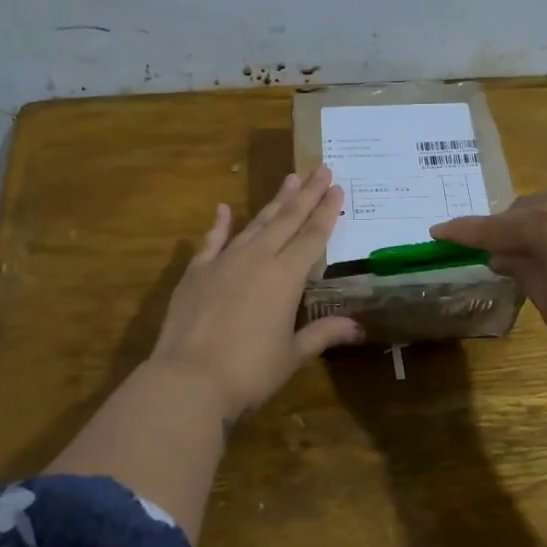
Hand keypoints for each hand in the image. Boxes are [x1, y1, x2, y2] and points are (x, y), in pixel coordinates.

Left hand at [149, 166, 363, 421]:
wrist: (189, 379)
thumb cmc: (250, 371)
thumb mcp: (292, 355)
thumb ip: (323, 334)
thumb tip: (357, 328)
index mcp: (286, 277)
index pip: (313, 236)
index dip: (327, 211)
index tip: (337, 187)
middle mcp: (258, 259)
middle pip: (287, 219)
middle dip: (307, 193)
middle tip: (321, 167)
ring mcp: (224, 261)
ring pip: (255, 223)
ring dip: (274, 201)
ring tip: (289, 178)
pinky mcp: (196, 272)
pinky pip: (212, 241)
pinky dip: (219, 224)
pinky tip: (223, 208)